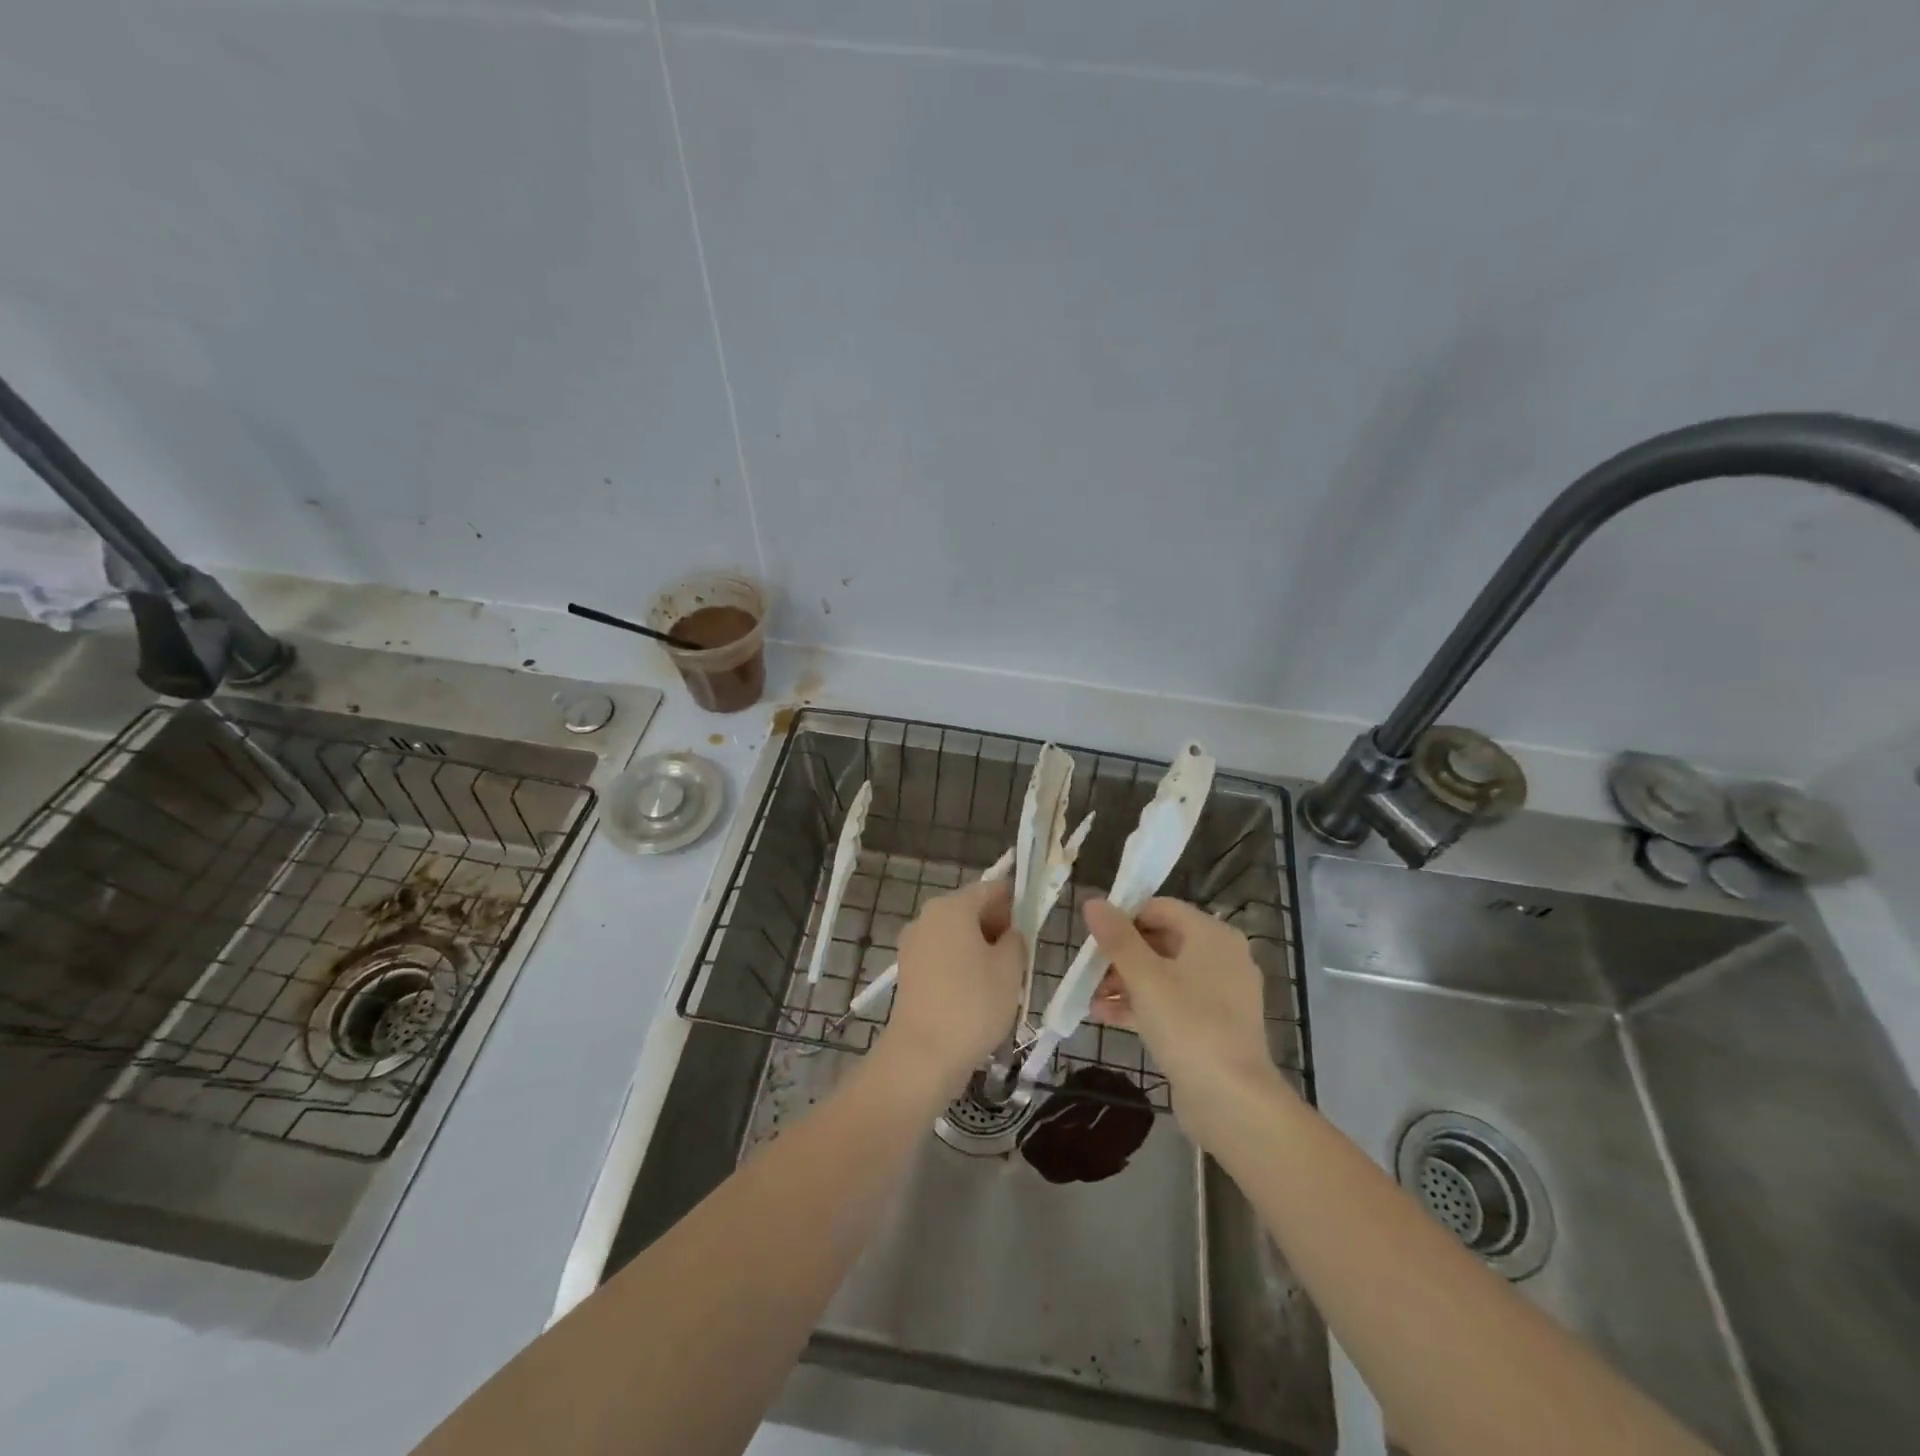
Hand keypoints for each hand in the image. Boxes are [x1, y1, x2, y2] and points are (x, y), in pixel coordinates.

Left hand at [884, 878, 1024, 1090]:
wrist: (924, 1055)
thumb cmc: (974, 1004)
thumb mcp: (1011, 968)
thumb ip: (1016, 939)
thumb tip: (1008, 934)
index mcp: (952, 906)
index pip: (992, 889)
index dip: (1016, 905)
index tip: (1032, 932)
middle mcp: (927, 917)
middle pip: (971, 911)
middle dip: (997, 930)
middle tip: (1019, 963)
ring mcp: (913, 945)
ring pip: (957, 937)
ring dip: (980, 952)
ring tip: (1000, 985)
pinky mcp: (908, 972)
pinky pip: (943, 958)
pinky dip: (961, 968)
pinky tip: (976, 997)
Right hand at [1084, 897, 1290, 1141]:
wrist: (1232, 1102)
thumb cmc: (1189, 1026)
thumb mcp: (1145, 978)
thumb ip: (1117, 938)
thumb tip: (1092, 901)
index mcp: (1212, 935)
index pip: (1161, 908)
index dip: (1124, 916)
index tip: (1092, 934)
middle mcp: (1221, 957)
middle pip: (1161, 940)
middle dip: (1120, 954)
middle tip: (1088, 968)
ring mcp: (1219, 994)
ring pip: (1163, 974)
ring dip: (1125, 981)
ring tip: (1090, 996)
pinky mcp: (1212, 1026)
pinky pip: (1171, 1002)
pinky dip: (1141, 1004)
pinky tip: (1104, 1015)